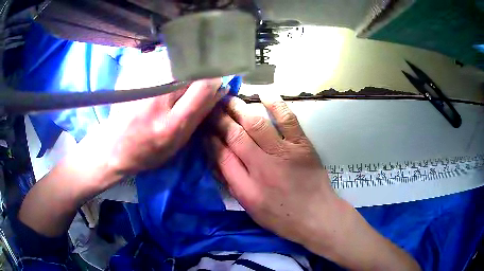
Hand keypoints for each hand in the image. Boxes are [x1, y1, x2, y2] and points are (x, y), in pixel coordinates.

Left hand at [19, 79, 227, 236]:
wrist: (112, 148)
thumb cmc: (146, 152)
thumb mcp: (177, 144)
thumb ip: (198, 116)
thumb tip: (218, 89)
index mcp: (171, 124)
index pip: (203, 86)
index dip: (215, 77)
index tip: (217, 76)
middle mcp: (156, 100)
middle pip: (189, 67)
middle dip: (199, 67)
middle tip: (198, 74)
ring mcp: (140, 85)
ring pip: (174, 59)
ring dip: (182, 63)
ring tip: (177, 76)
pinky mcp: (130, 75)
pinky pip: (158, 58)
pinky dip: (165, 62)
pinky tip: (161, 73)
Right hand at [208, 94, 419, 269]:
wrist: (316, 215)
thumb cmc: (281, 216)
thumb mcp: (250, 207)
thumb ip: (232, 182)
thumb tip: (217, 158)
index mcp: (246, 186)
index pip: (221, 155)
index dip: (210, 139)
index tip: (204, 128)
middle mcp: (261, 166)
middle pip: (235, 135)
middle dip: (220, 119)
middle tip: (212, 107)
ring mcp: (283, 152)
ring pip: (256, 124)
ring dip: (240, 108)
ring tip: (229, 98)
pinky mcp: (302, 144)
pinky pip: (288, 120)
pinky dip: (276, 104)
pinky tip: (264, 93)